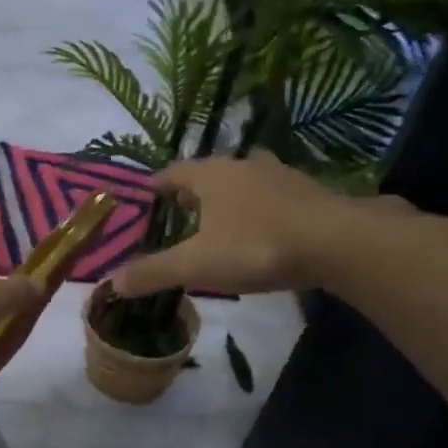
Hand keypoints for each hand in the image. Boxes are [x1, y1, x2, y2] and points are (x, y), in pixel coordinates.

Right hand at [112, 153, 397, 297]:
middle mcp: (242, 165)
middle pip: (209, 174)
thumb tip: (109, 282)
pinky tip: (263, 230)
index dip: (156, 186)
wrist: (338, 242)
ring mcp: (280, 175)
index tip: (145, 200)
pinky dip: (261, 208)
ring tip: (220, 222)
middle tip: (180, 214)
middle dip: (193, 191)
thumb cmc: (255, 246)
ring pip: (244, 181)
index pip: (171, 173)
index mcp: (210, 175)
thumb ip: (153, 272)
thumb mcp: (196, 265)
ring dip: (230, 197)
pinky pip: (273, 196)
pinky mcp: (310, 192)